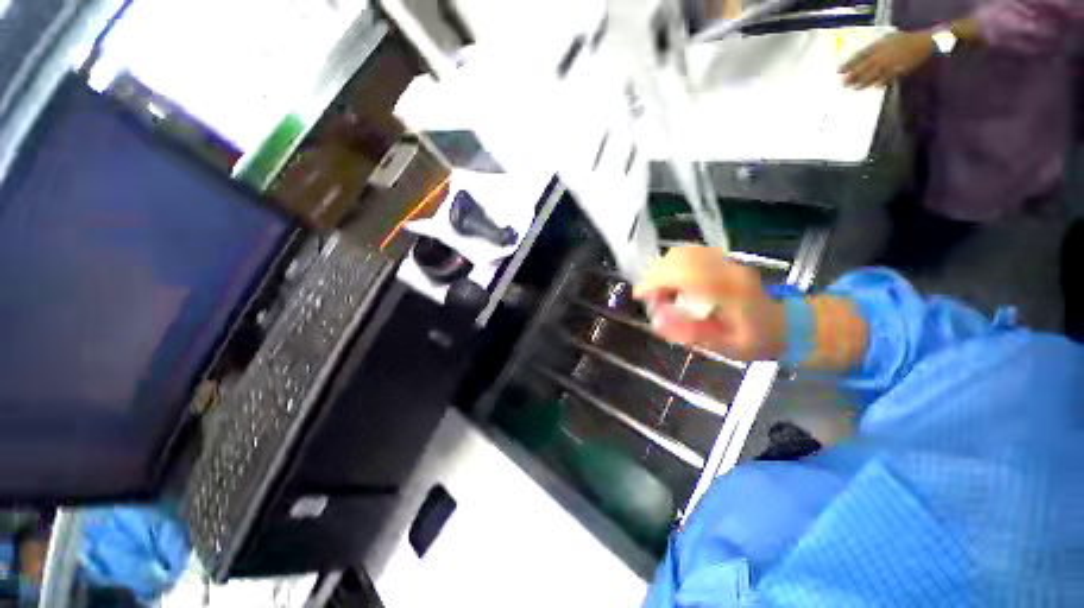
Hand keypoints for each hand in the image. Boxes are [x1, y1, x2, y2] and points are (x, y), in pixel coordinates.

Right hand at [632, 246, 785, 361]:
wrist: (785, 324)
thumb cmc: (756, 340)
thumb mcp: (726, 347)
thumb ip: (692, 334)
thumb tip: (658, 321)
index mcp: (731, 290)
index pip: (685, 273)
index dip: (656, 281)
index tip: (640, 295)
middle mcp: (728, 268)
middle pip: (680, 257)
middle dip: (655, 275)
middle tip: (651, 298)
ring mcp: (726, 260)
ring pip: (683, 252)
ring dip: (662, 269)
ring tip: (661, 292)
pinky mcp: (722, 259)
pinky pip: (688, 253)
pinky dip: (671, 265)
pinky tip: (671, 283)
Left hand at [840, 31, 934, 88]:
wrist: (925, 42)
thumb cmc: (904, 40)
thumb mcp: (886, 40)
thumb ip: (874, 49)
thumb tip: (860, 59)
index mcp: (879, 46)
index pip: (859, 56)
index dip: (848, 64)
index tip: (838, 71)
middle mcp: (882, 56)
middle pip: (862, 68)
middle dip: (851, 77)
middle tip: (843, 84)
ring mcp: (890, 64)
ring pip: (871, 76)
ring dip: (861, 83)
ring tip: (854, 88)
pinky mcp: (898, 71)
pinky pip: (885, 80)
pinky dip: (877, 84)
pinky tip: (872, 87)